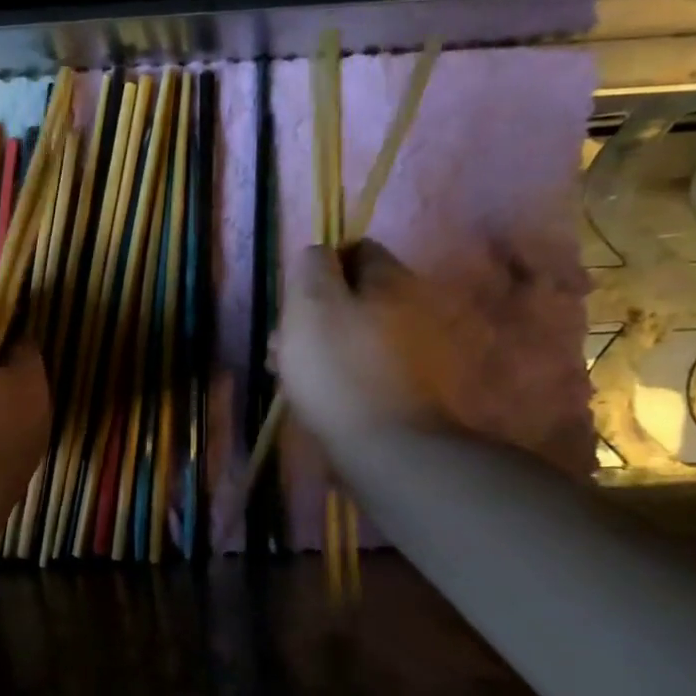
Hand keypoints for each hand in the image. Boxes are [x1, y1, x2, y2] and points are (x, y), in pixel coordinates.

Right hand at [270, 242, 445, 456]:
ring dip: (317, 347)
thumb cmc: (338, 369)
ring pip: (351, 333)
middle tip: (282, 344)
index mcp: (391, 280)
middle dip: (312, 314)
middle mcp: (411, 307)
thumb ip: (311, 266)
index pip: (355, 249)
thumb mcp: (311, 304)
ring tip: (288, 374)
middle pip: (350, 295)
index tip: (294, 300)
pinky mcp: (406, 387)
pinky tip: (314, 394)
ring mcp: (412, 350)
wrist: (385, 446)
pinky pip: (362, 365)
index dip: (319, 268)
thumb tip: (316, 254)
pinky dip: (337, 373)